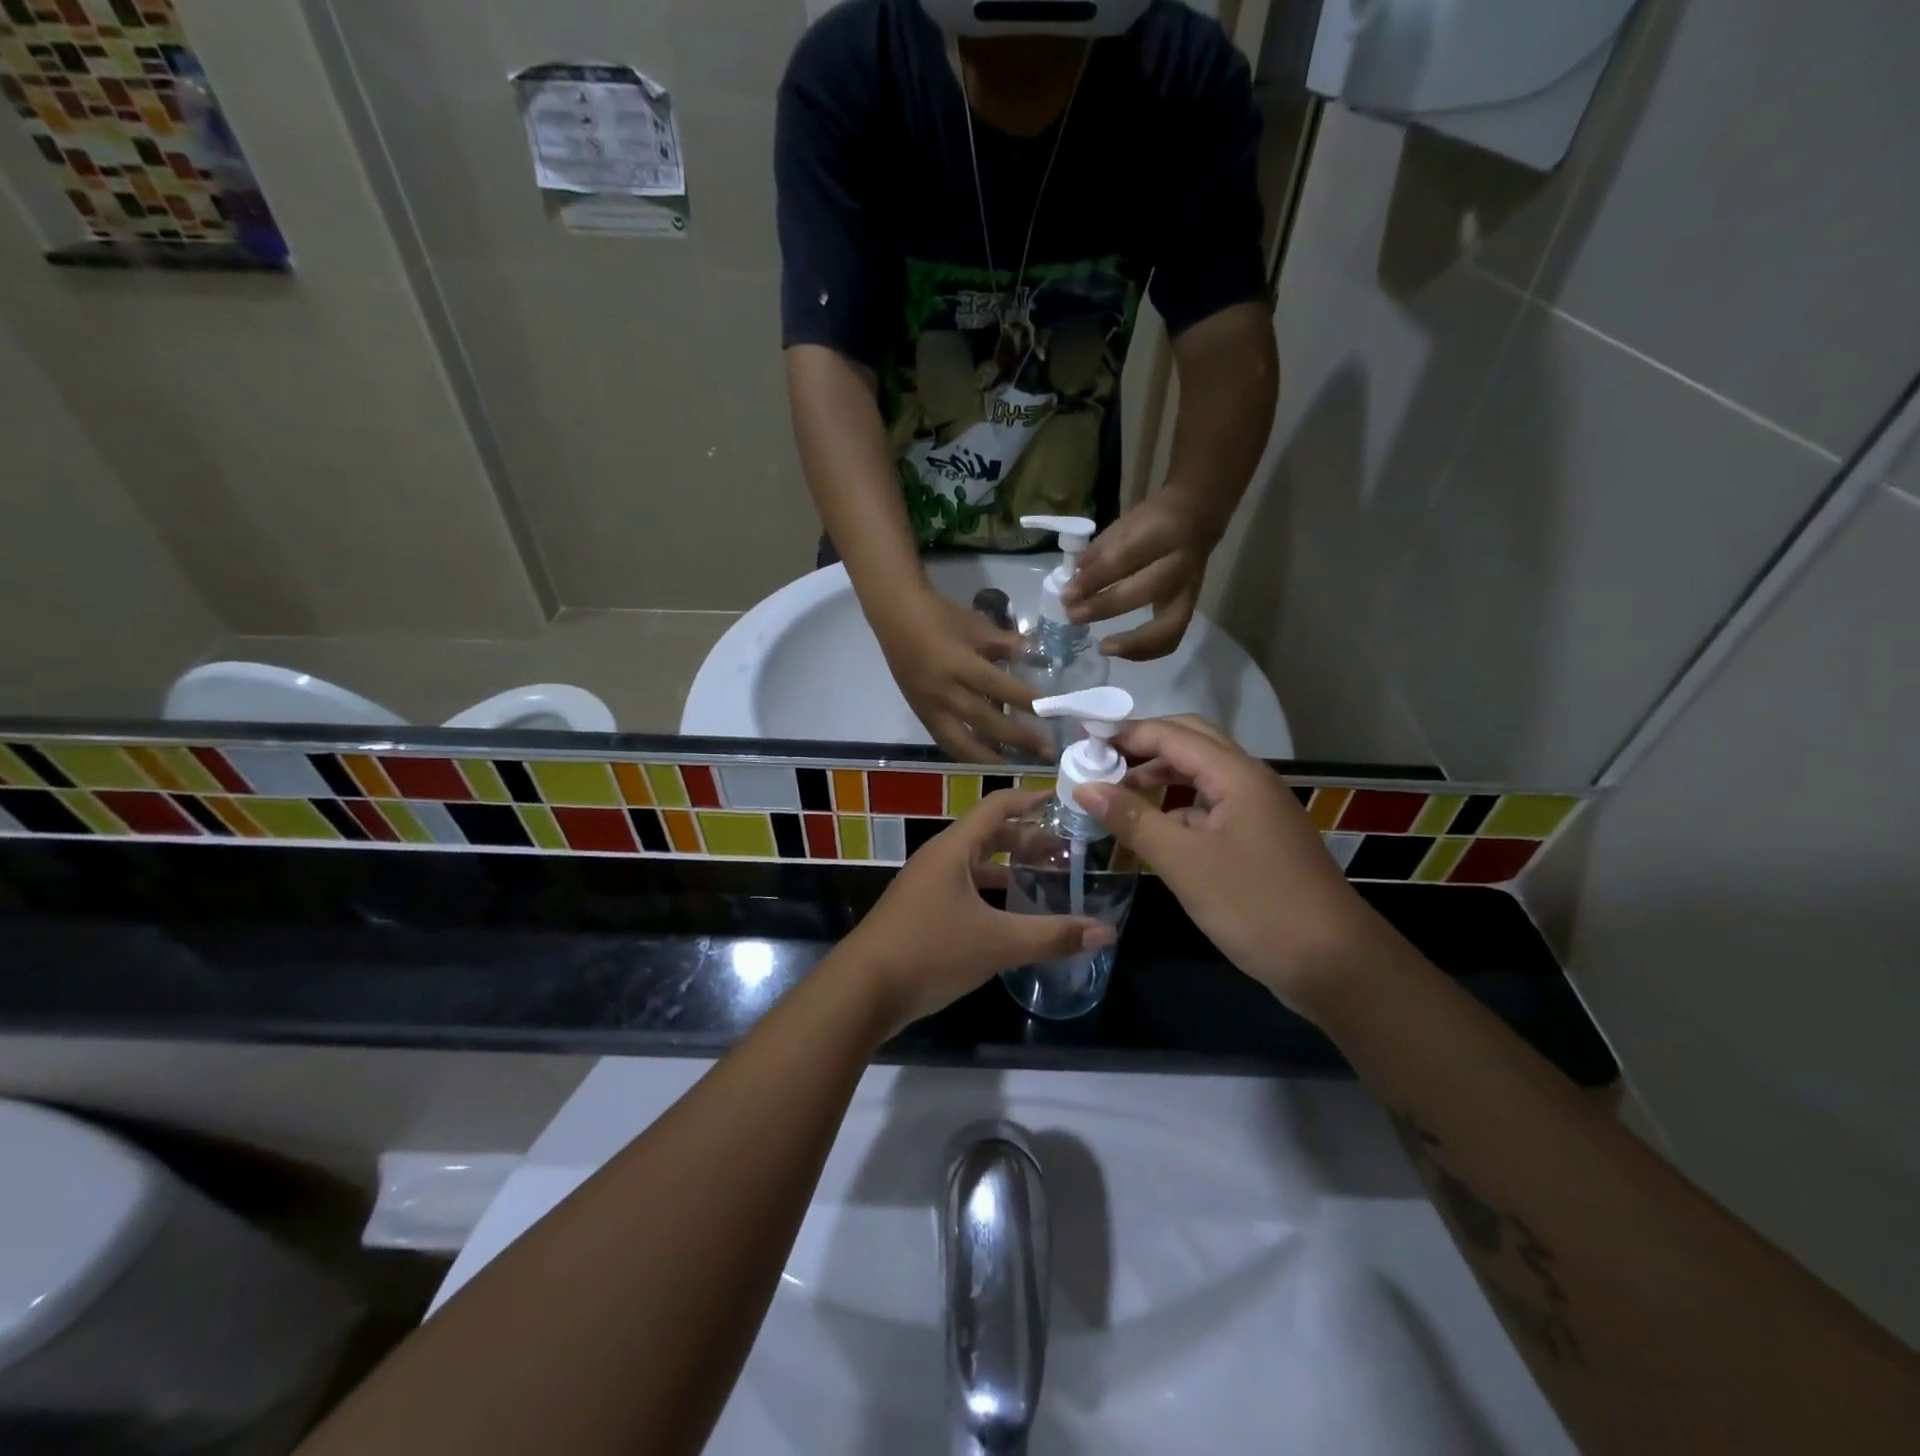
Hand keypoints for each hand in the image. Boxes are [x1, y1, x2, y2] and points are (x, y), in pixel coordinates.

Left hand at [844, 789, 1114, 1032]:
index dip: (1032, 798)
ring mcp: (927, 886)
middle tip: (1067, 851)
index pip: (998, 806)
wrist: (861, 991)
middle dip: (1028, 839)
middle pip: (989, 834)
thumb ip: (1052, 936)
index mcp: (954, 849)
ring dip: (1010, 868)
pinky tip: (1013, 916)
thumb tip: (1106, 932)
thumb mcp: (997, 943)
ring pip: (976, 865)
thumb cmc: (929, 951)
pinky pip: (965, 889)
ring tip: (1048, 880)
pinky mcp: (922, 912)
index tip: (1066, 800)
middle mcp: (939, 859)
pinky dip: (993, 894)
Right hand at [874, 588, 1051, 763]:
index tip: (1052, 713)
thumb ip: (1007, 644)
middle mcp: (944, 691)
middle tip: (1047, 752)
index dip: (1025, 701)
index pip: (998, 687)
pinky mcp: (921, 714)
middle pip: (985, 721)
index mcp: (959, 664)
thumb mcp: (977, 625)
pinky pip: (945, 741)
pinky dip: (966, 752)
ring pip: (961, 742)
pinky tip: (984, 757)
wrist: (895, 616)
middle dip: (1018, 738)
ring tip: (1015, 765)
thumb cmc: (939, 616)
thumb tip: (1038, 656)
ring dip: (990, 757)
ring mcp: (929, 707)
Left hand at [1060, 490, 1218, 659]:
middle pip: (1143, 592)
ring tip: (1102, 647)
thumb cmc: (1153, 520)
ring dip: (1131, 642)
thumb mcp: (1125, 524)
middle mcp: (1180, 564)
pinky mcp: (1190, 608)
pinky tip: (1119, 650)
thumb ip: (1099, 552)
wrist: (1198, 516)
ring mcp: (1189, 590)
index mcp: (1162, 533)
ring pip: (1167, 627)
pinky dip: (1145, 650)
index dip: (1093, 579)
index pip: (1123, 559)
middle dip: (1104, 608)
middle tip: (1074, 616)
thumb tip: (1073, 580)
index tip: (1066, 594)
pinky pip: (1171, 638)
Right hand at [1074, 716, 1380, 1020]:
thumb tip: (1085, 786)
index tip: (1082, 742)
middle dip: (1144, 746)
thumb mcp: (1184, 862)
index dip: (1125, 733)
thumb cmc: (1255, 904)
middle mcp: (1250, 780)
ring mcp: (1258, 810)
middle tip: (1100, 761)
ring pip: (1202, 775)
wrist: (1335, 964)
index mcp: (1236, 774)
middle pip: (1191, 742)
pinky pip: (1211, 806)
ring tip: (1118, 795)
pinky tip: (1154, 830)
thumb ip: (1132, 819)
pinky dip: (1178, 807)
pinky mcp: (1260, 839)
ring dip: (1160, 776)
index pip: (1171, 734)